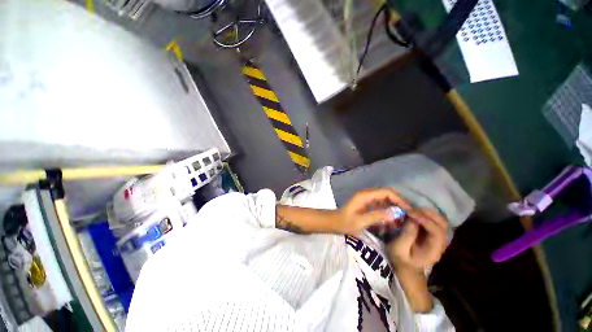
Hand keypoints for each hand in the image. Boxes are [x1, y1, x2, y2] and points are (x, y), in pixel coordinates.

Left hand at [337, 188, 410, 235]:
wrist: (334, 222)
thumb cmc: (345, 222)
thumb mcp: (361, 221)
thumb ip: (377, 216)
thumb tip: (396, 213)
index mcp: (365, 195)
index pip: (386, 192)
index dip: (399, 199)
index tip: (409, 210)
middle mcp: (367, 195)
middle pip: (387, 194)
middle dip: (398, 203)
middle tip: (408, 215)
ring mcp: (367, 199)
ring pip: (385, 200)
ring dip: (394, 208)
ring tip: (402, 220)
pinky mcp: (367, 205)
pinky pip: (380, 206)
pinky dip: (387, 212)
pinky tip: (393, 221)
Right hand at [387, 209, 447, 270]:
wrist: (407, 267)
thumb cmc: (401, 259)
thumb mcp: (398, 249)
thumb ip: (406, 235)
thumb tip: (412, 219)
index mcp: (433, 250)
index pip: (437, 232)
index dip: (425, 219)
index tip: (409, 213)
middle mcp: (441, 244)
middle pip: (442, 224)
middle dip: (427, 214)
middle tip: (411, 209)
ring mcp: (439, 239)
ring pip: (440, 221)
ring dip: (427, 213)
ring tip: (412, 210)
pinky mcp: (434, 235)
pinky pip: (435, 221)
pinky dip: (426, 215)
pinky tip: (415, 214)